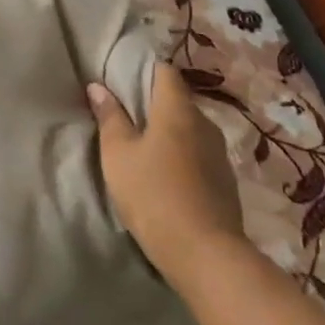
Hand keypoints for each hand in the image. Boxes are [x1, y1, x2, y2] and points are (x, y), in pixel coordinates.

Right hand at [88, 65, 245, 289]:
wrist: (205, 254)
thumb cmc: (152, 194)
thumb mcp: (117, 154)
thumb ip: (109, 117)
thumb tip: (98, 86)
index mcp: (178, 110)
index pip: (165, 71)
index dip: (144, 70)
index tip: (122, 80)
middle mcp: (205, 124)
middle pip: (178, 101)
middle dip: (154, 104)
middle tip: (126, 117)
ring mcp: (220, 154)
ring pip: (190, 130)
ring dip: (169, 134)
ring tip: (143, 149)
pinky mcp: (226, 182)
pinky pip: (199, 155)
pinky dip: (182, 157)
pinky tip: (165, 176)